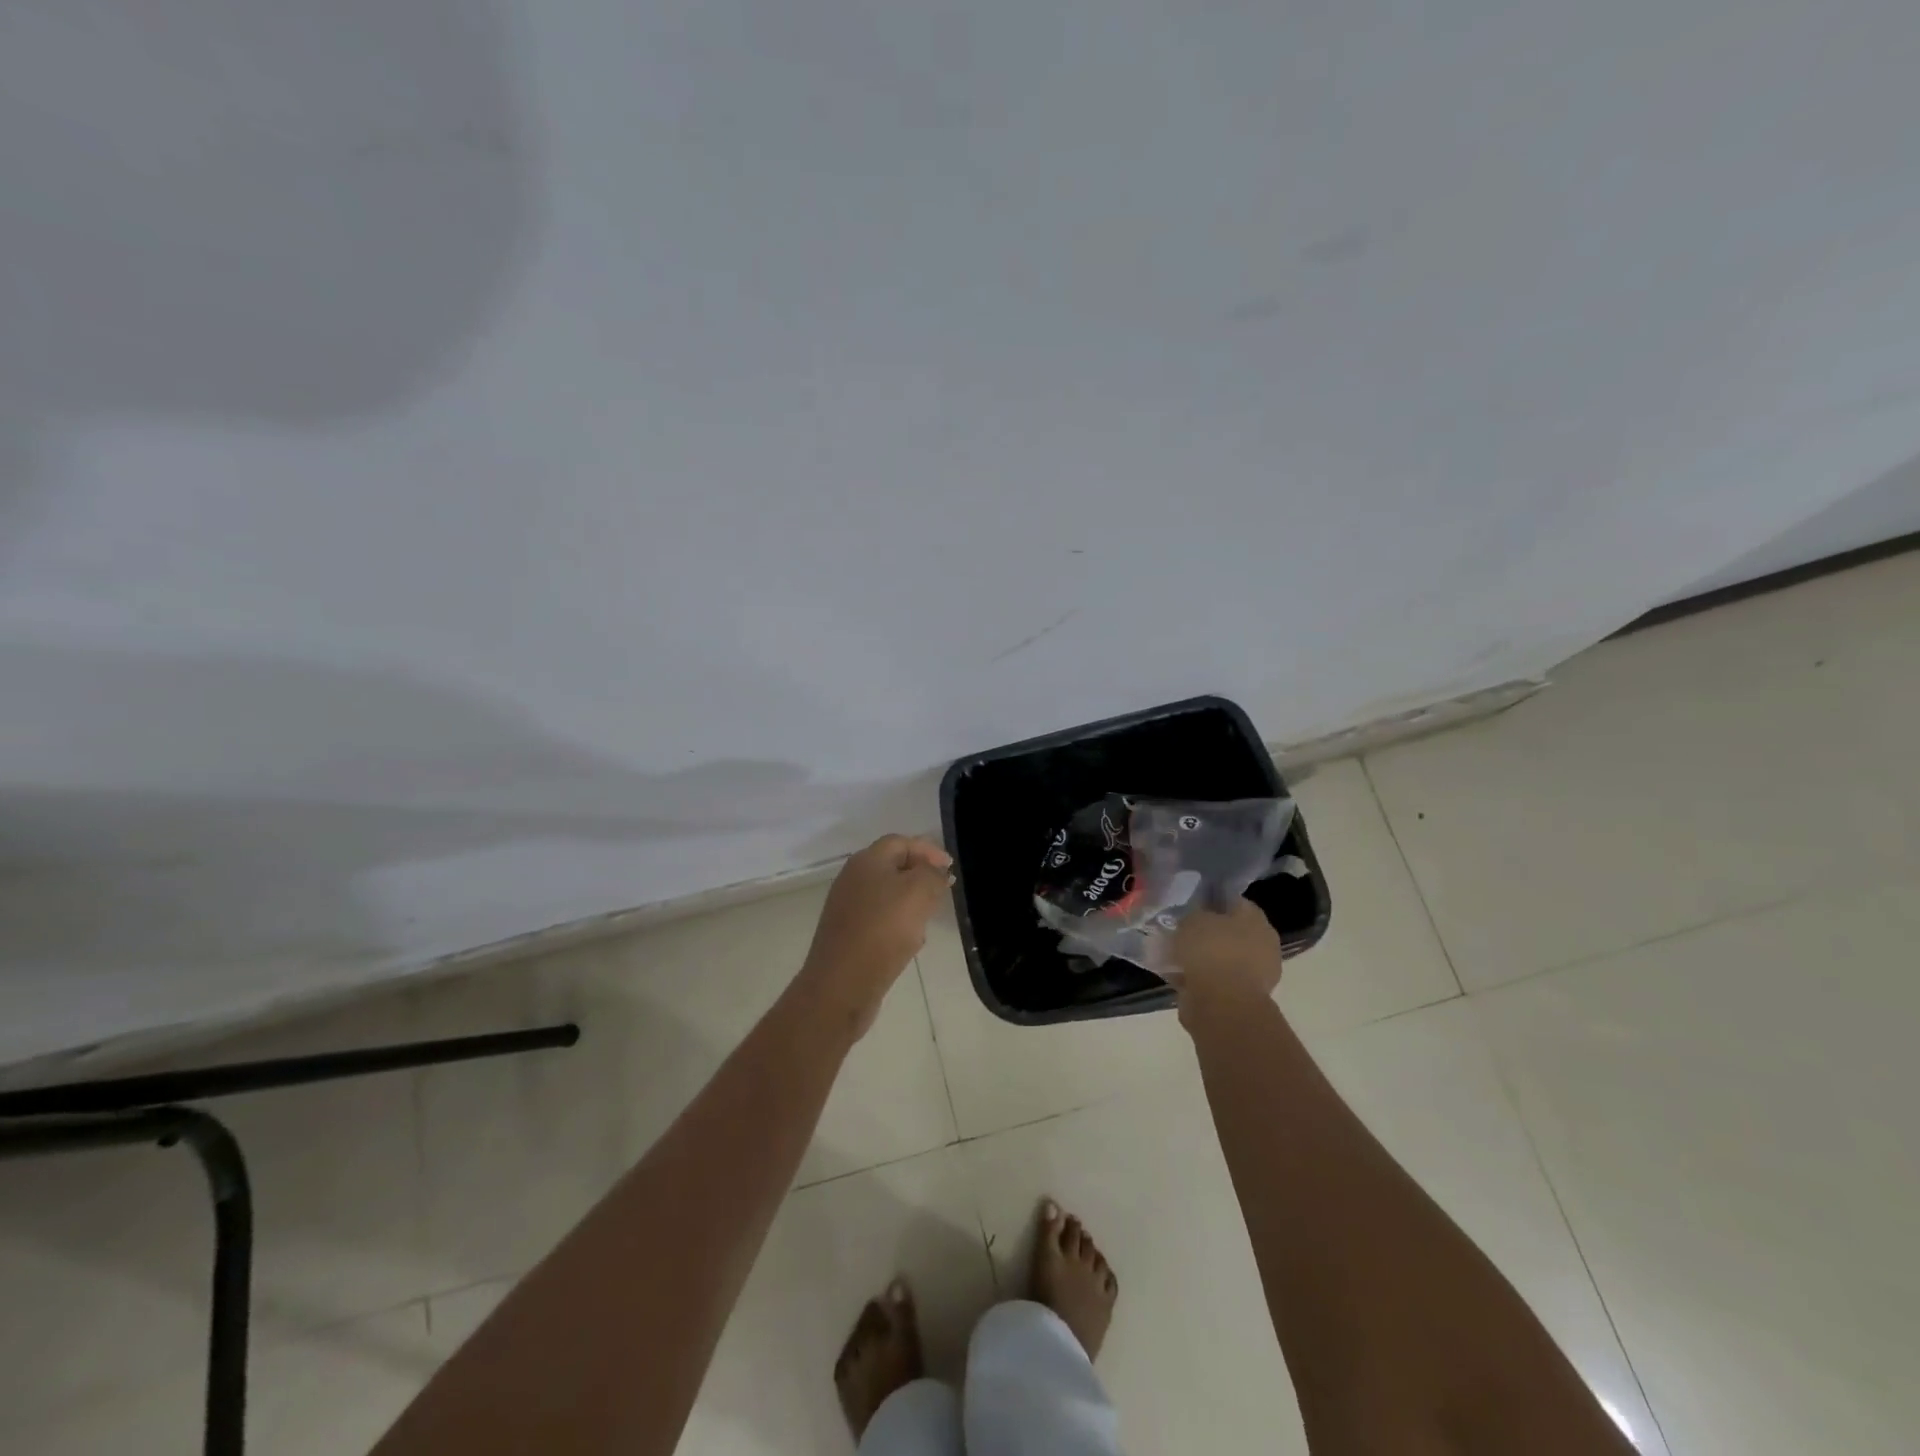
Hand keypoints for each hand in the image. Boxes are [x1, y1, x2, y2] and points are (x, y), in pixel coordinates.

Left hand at [799, 834, 953, 1035]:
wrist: (841, 985)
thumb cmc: (882, 931)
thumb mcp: (918, 892)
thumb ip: (932, 874)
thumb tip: (936, 872)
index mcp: (867, 861)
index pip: (901, 842)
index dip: (928, 850)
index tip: (951, 869)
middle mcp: (852, 879)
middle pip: (893, 867)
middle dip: (921, 877)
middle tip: (942, 892)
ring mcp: (847, 908)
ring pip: (887, 895)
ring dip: (911, 903)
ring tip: (928, 918)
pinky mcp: (847, 935)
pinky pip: (879, 920)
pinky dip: (897, 925)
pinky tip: (909, 943)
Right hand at [1171, 898, 1282, 1024]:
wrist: (1223, 1006)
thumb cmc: (1211, 952)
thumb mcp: (1193, 919)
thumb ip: (1194, 915)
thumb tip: (1193, 920)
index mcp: (1256, 919)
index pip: (1234, 902)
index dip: (1210, 902)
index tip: (1189, 907)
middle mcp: (1262, 944)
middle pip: (1229, 932)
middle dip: (1206, 933)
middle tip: (1180, 932)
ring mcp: (1256, 974)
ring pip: (1222, 958)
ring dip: (1203, 959)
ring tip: (1175, 956)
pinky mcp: (1243, 998)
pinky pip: (1217, 981)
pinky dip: (1200, 980)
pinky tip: (1179, 976)